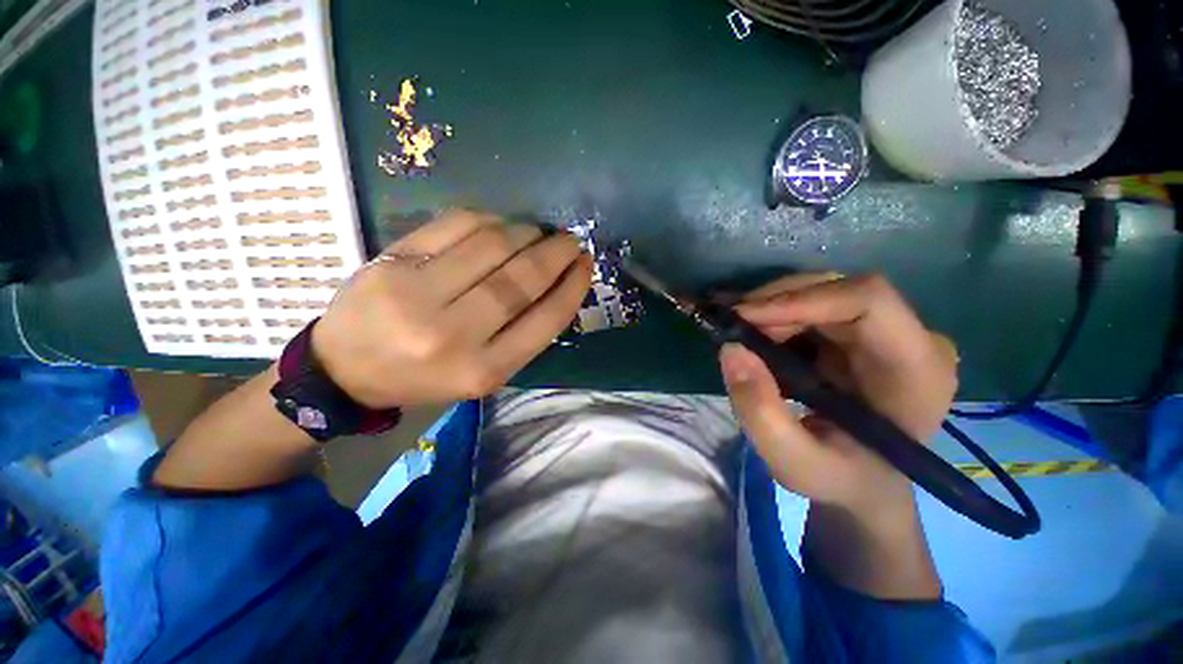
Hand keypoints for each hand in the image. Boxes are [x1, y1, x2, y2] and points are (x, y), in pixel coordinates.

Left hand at [312, 210, 592, 407]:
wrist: (347, 369)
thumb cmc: (427, 375)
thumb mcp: (484, 372)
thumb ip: (523, 334)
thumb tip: (559, 282)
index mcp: (483, 370)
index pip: (545, 320)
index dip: (573, 287)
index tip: (586, 264)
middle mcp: (453, 335)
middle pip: (521, 279)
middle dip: (556, 252)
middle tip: (570, 240)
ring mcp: (417, 294)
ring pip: (493, 245)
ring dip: (526, 232)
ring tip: (537, 233)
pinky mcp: (392, 260)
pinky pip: (456, 224)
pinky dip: (490, 219)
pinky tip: (501, 225)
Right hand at [719, 274, 957, 512]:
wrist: (863, 483)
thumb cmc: (841, 480)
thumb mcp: (794, 463)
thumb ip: (761, 413)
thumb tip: (731, 350)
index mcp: (918, 370)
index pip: (868, 301)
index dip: (801, 298)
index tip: (744, 317)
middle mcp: (911, 338)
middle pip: (837, 290)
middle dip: (775, 305)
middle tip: (732, 329)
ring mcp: (887, 331)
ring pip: (820, 293)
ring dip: (771, 311)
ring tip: (739, 336)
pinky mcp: (860, 332)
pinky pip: (812, 307)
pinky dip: (775, 316)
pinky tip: (754, 335)